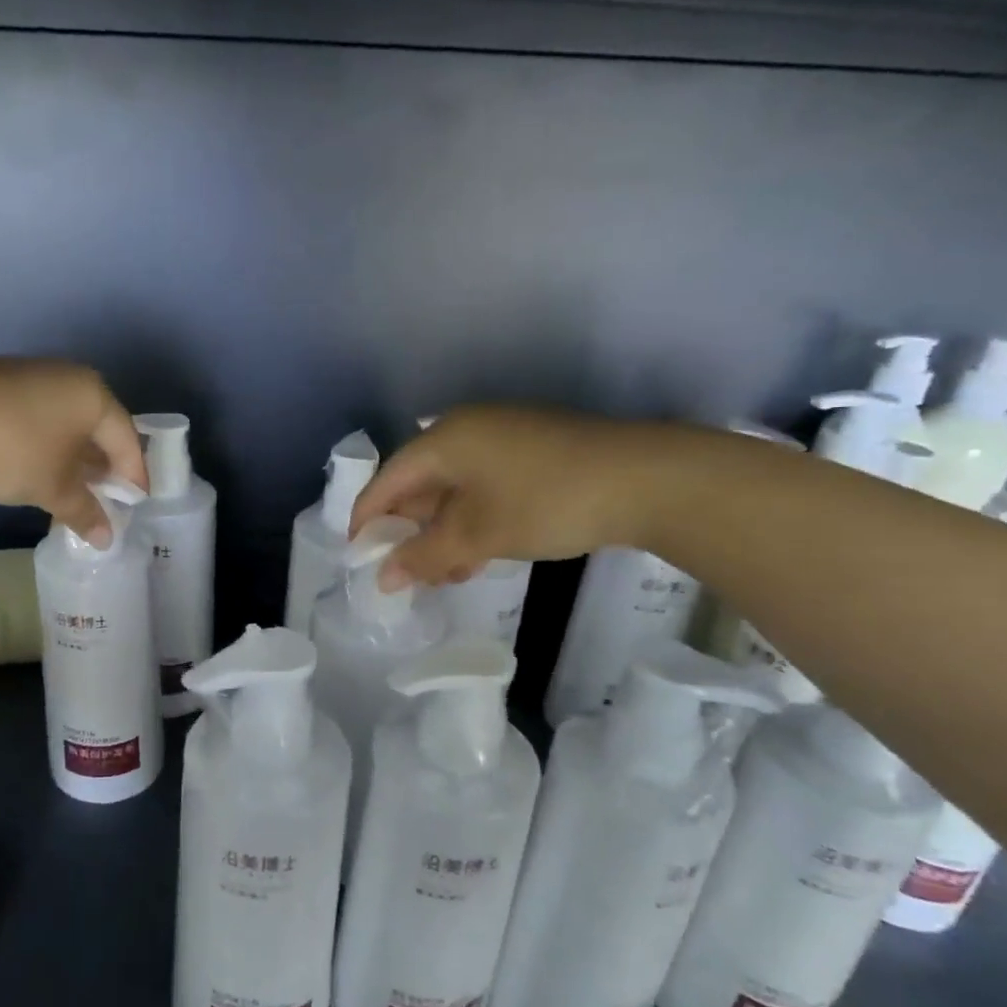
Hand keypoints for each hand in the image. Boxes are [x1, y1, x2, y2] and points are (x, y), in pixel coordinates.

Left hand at [0, 359, 147, 546]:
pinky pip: (39, 418)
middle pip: (98, 426)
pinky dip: (46, 445)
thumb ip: (84, 511)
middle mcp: (68, 378)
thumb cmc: (13, 449)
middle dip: (103, 465)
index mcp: (93, 395)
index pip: (127, 438)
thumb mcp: (53, 487)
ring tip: (71, 489)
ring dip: (73, 457)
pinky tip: (36, 469)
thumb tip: (107, 539)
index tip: (135, 504)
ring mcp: (31, 376)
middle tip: (105, 498)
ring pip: (66, 422)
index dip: (133, 474)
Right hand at [350, 405, 676, 588]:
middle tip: (407, 574)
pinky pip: (484, 486)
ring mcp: (503, 437)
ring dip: (444, 533)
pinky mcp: (532, 451)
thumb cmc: (547, 502)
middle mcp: (467, 430)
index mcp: (445, 439)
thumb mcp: (479, 535)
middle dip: (410, 531)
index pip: (387, 480)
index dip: (367, 520)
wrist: (648, 479)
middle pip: (419, 483)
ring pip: (454, 489)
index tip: (359, 558)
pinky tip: (479, 554)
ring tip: (446, 574)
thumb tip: (384, 577)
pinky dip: (473, 521)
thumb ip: (426, 555)